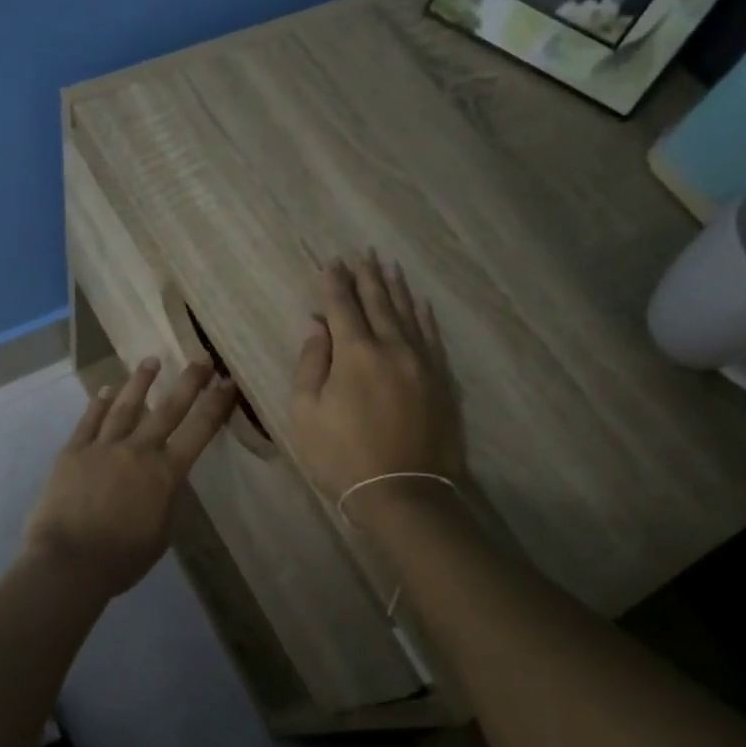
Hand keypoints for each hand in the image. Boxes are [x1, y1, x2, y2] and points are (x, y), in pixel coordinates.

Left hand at [24, 359, 235, 599]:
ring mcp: (103, 447)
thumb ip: (164, 500)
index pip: (199, 432)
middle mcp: (138, 451)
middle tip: (201, 359)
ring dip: (140, 382)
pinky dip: (98, 403)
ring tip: (151, 361)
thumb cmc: (121, 559)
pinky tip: (105, 389)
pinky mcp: (73, 451)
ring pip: (125, 406)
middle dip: (188, 382)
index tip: (228, 383)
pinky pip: (89, 421)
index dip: (216, 405)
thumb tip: (161, 481)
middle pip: (167, 409)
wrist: (69, 562)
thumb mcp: (160, 533)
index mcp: (165, 474)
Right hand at [286, 253, 468, 518]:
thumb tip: (316, 327)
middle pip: (377, 302)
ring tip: (387, 265)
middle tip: (360, 254)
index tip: (329, 263)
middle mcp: (392, 347)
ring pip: (407, 313)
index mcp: (355, 353)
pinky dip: (423, 315)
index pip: (342, 306)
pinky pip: (431, 336)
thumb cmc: (342, 456)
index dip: (333, 283)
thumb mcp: (306, 413)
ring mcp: (421, 362)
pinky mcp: (440, 379)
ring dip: (395, 288)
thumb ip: (310, 364)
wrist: (403, 492)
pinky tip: (419, 302)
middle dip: (366, 277)